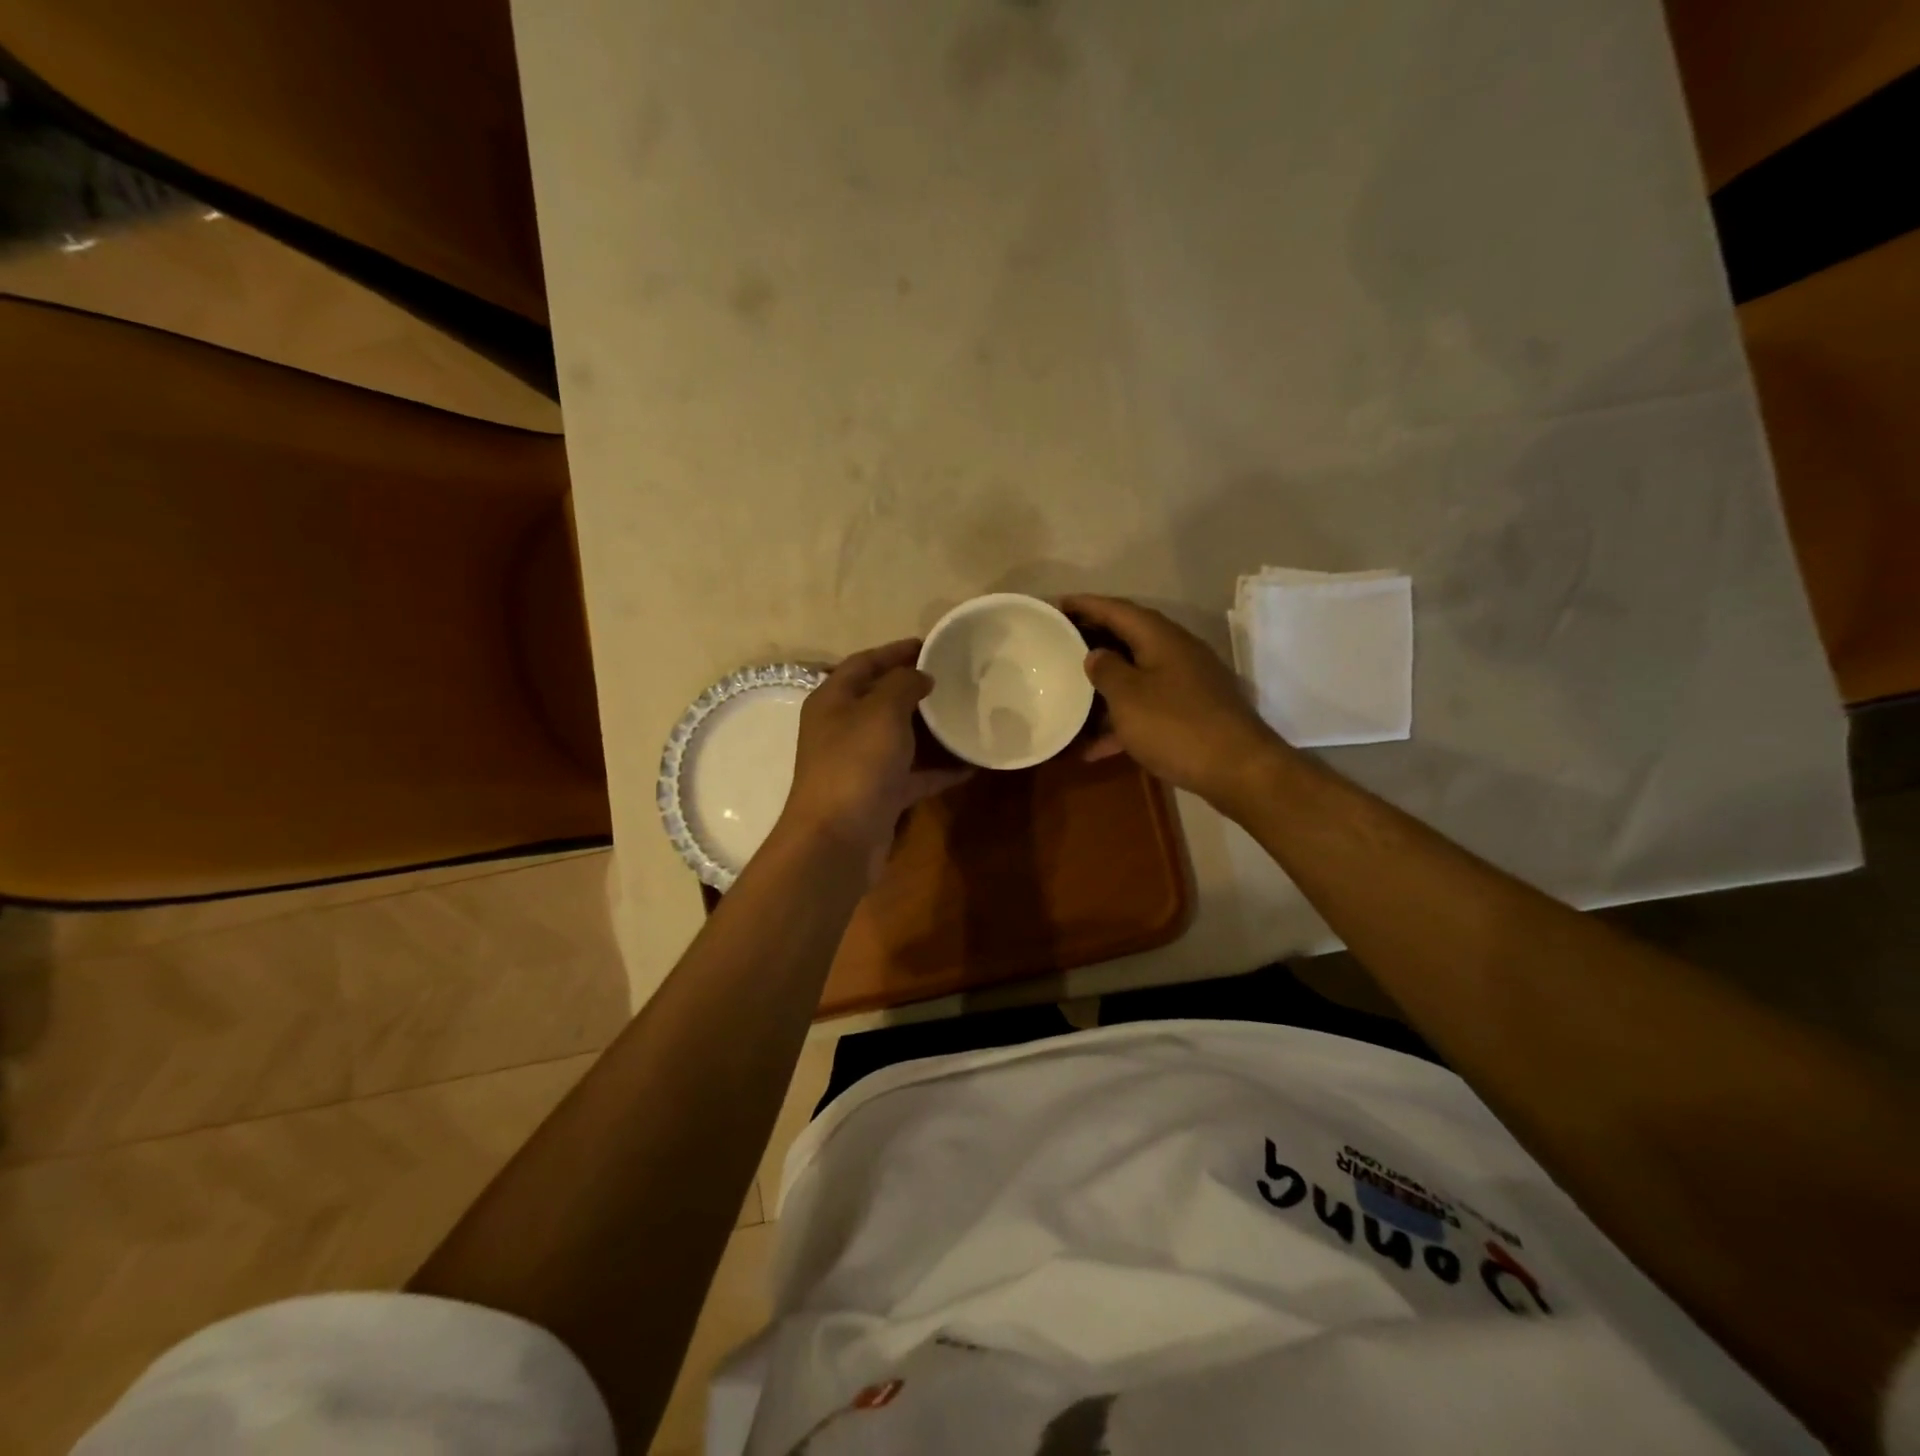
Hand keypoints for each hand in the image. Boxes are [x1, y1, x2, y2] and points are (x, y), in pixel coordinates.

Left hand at [778, 639, 969, 880]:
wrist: (839, 838)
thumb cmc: (857, 763)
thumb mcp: (882, 711)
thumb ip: (903, 684)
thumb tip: (919, 676)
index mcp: (833, 700)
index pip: (863, 663)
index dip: (895, 650)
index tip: (931, 644)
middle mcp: (842, 729)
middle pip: (881, 699)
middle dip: (915, 688)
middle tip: (953, 679)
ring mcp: (859, 764)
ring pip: (898, 738)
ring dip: (929, 729)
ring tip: (964, 715)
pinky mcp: (878, 795)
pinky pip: (912, 775)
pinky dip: (937, 770)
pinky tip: (969, 766)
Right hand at [1062, 594, 1286, 804]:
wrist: (1238, 770)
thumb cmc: (1176, 726)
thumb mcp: (1128, 696)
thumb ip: (1106, 670)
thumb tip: (1095, 654)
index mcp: (1160, 637)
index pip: (1116, 609)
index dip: (1084, 604)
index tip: (1054, 605)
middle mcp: (1176, 652)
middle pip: (1127, 637)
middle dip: (1091, 640)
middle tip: (1057, 644)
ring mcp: (1186, 683)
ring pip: (1136, 674)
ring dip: (1103, 684)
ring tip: (1068, 692)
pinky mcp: (1190, 712)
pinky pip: (1147, 706)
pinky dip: (1121, 720)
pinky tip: (1094, 747)